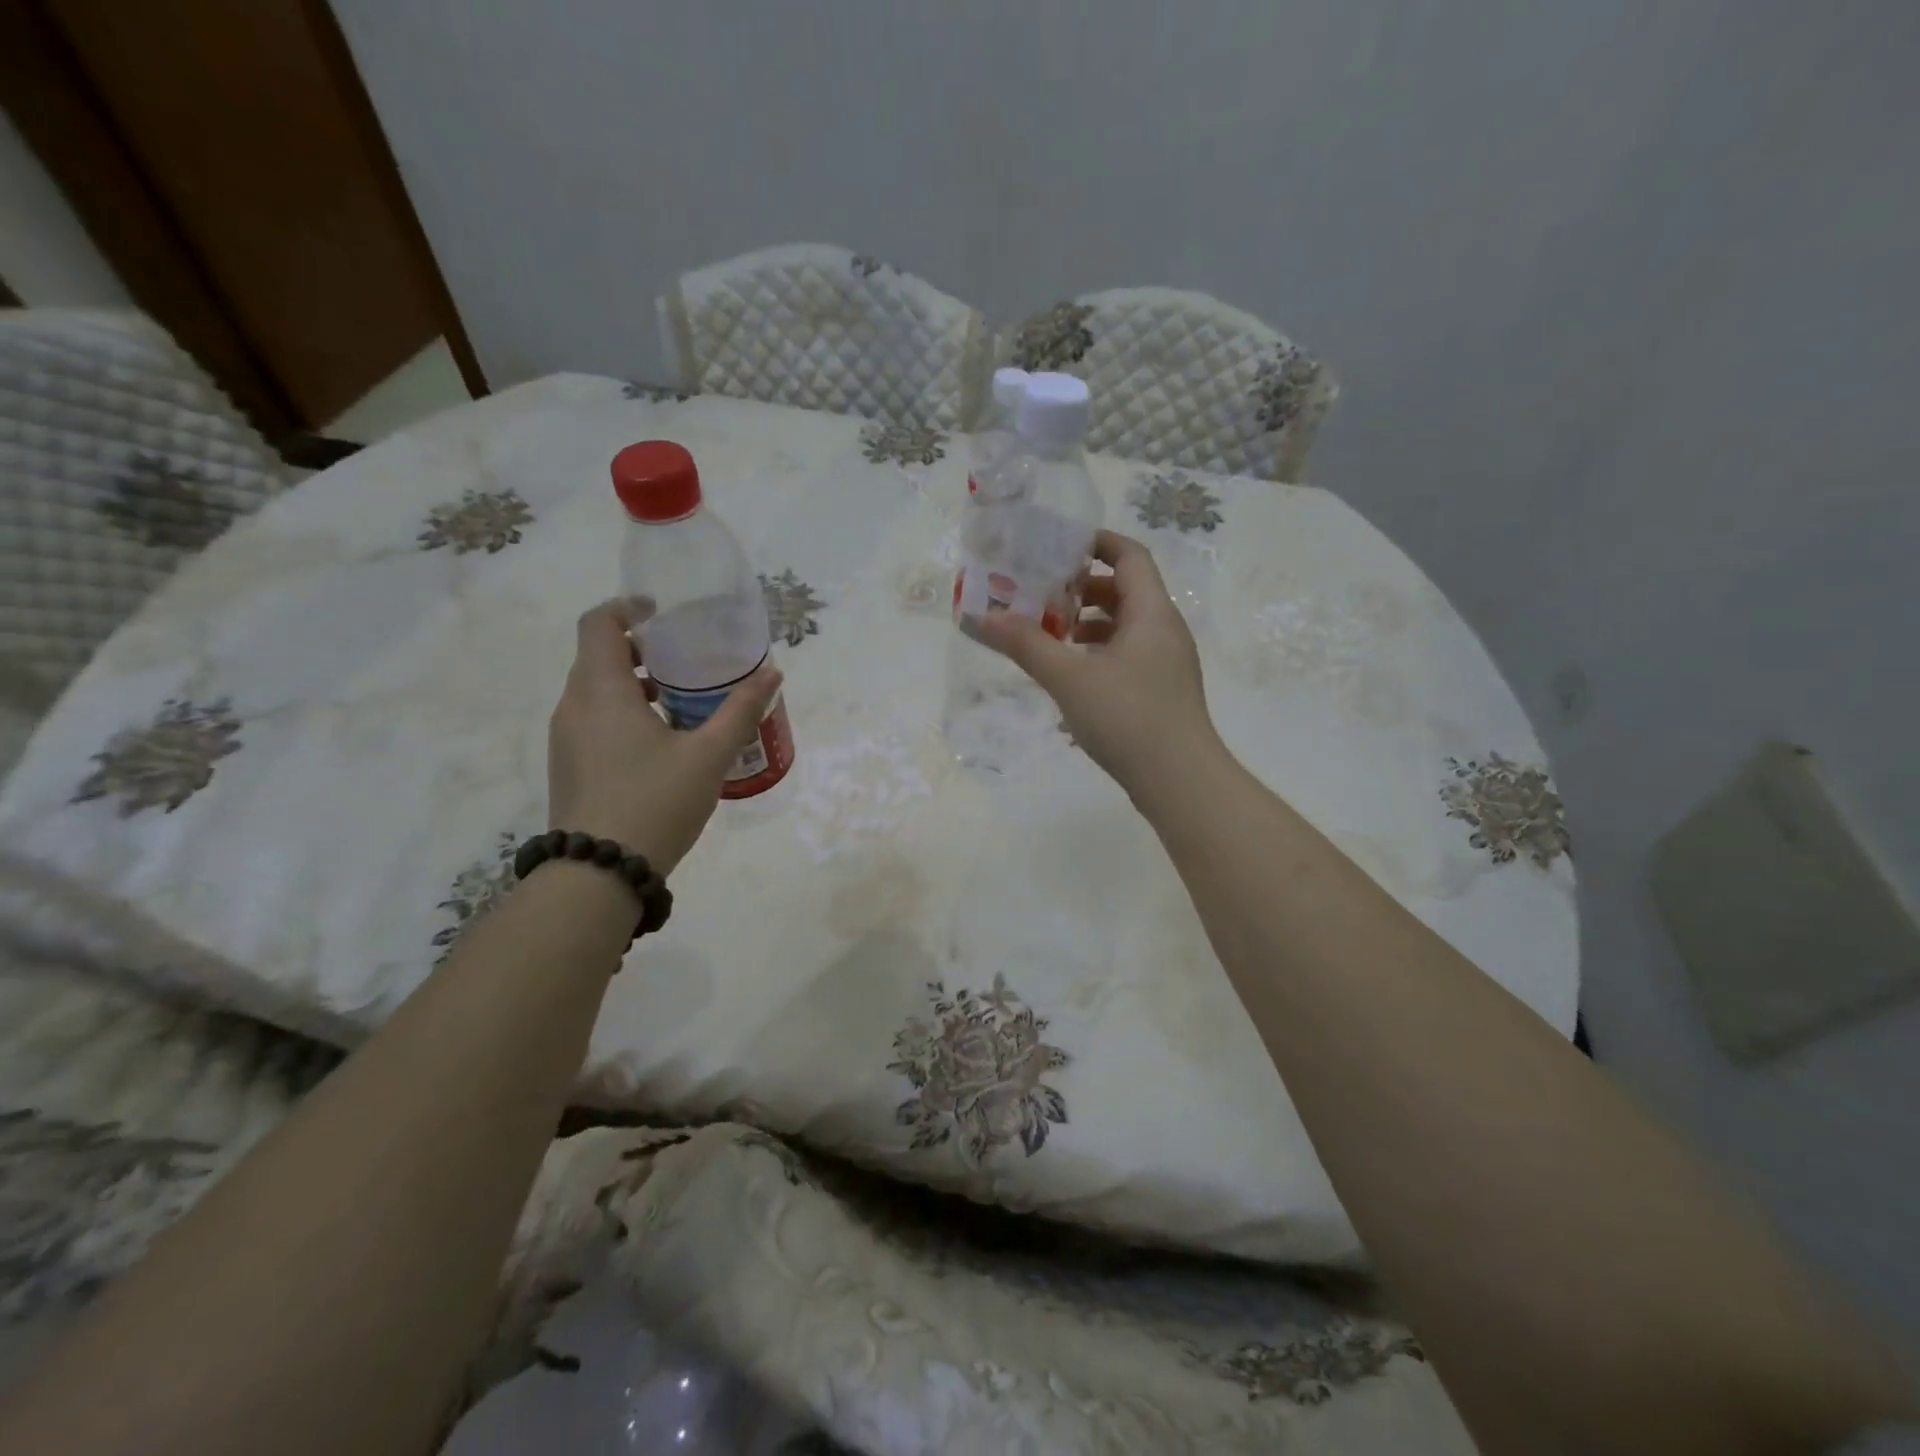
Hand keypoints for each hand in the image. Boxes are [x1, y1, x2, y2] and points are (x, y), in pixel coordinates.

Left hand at [547, 603, 780, 872]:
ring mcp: (566, 738)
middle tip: (687, 660)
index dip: (628, 608)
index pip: (599, 623)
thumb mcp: (709, 756)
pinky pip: (594, 719)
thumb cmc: (655, 802)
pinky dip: (624, 712)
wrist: (599, 874)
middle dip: (642, 649)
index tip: (664, 613)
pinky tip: (662, 742)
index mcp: (601, 690)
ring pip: (596, 691)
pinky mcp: (569, 765)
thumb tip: (772, 674)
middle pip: (599, 655)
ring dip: (634, 684)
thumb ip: (740, 711)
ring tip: (682, 702)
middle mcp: (573, 706)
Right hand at [976, 530, 1221, 799]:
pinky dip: (1099, 655)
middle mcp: (1165, 630)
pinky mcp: (1162, 692)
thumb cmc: (1128, 718)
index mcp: (1152, 612)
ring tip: (1051, 638)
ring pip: (1126, 627)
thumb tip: (983, 619)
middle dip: (1082, 589)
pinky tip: (1071, 679)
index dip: (1096, 543)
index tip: (1057, 546)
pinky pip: (1128, 657)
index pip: (1130, 555)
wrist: (1180, 782)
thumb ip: (1026, 645)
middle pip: (1126, 590)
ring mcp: (1167, 664)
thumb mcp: (1069, 678)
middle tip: (1043, 597)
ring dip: (1089, 626)